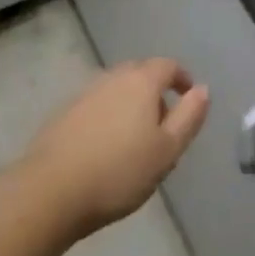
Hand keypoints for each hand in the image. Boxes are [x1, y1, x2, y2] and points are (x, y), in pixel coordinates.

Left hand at [21, 58, 209, 235]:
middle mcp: (112, 77)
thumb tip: (203, 89)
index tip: (189, 96)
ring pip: (117, 89)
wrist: (52, 190)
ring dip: (131, 104)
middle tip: (164, 124)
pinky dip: (109, 116)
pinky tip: (107, 147)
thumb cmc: (119, 171)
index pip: (167, 66)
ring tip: (136, 140)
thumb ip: (188, 117)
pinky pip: (97, 105)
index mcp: (140, 81)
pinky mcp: (65, 113)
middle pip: (140, 73)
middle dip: (156, 92)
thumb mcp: (166, 151)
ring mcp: (85, 93)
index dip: (182, 78)